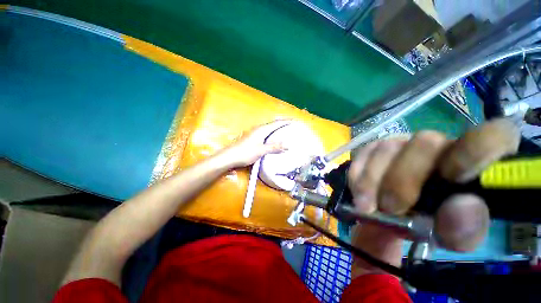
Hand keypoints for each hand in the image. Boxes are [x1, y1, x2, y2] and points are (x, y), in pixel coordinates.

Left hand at [220, 120, 290, 167]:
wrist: (230, 157)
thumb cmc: (245, 153)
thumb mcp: (261, 150)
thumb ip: (274, 147)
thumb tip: (287, 145)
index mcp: (262, 130)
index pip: (277, 123)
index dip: (286, 121)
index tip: (295, 120)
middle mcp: (259, 129)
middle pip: (273, 124)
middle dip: (283, 124)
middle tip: (292, 126)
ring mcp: (255, 134)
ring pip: (269, 129)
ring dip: (278, 129)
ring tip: (286, 131)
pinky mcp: (253, 139)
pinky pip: (266, 134)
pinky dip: (273, 134)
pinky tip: (274, 139)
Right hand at [347, 119, 519, 275]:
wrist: (392, 215)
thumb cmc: (429, 224)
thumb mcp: (451, 236)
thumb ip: (463, 229)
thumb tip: (463, 206)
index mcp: (475, 160)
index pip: (494, 133)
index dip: (476, 150)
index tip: (452, 177)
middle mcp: (439, 143)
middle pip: (425, 142)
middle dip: (402, 179)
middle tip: (391, 209)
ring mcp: (401, 142)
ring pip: (386, 148)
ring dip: (372, 182)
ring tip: (367, 207)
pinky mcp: (373, 147)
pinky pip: (362, 156)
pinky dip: (358, 177)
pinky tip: (359, 193)